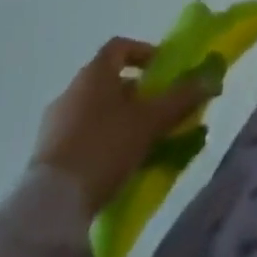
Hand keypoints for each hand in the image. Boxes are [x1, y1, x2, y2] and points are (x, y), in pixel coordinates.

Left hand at [31, 37, 219, 213]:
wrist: (49, 208)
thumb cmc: (105, 147)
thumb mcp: (151, 121)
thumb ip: (182, 97)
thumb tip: (212, 77)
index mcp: (93, 74)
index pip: (120, 47)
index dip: (144, 53)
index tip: (163, 72)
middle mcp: (70, 92)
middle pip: (109, 81)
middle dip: (137, 93)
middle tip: (159, 112)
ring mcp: (53, 125)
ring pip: (95, 111)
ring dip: (120, 119)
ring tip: (143, 143)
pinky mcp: (45, 157)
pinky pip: (81, 137)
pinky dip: (102, 142)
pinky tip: (117, 165)